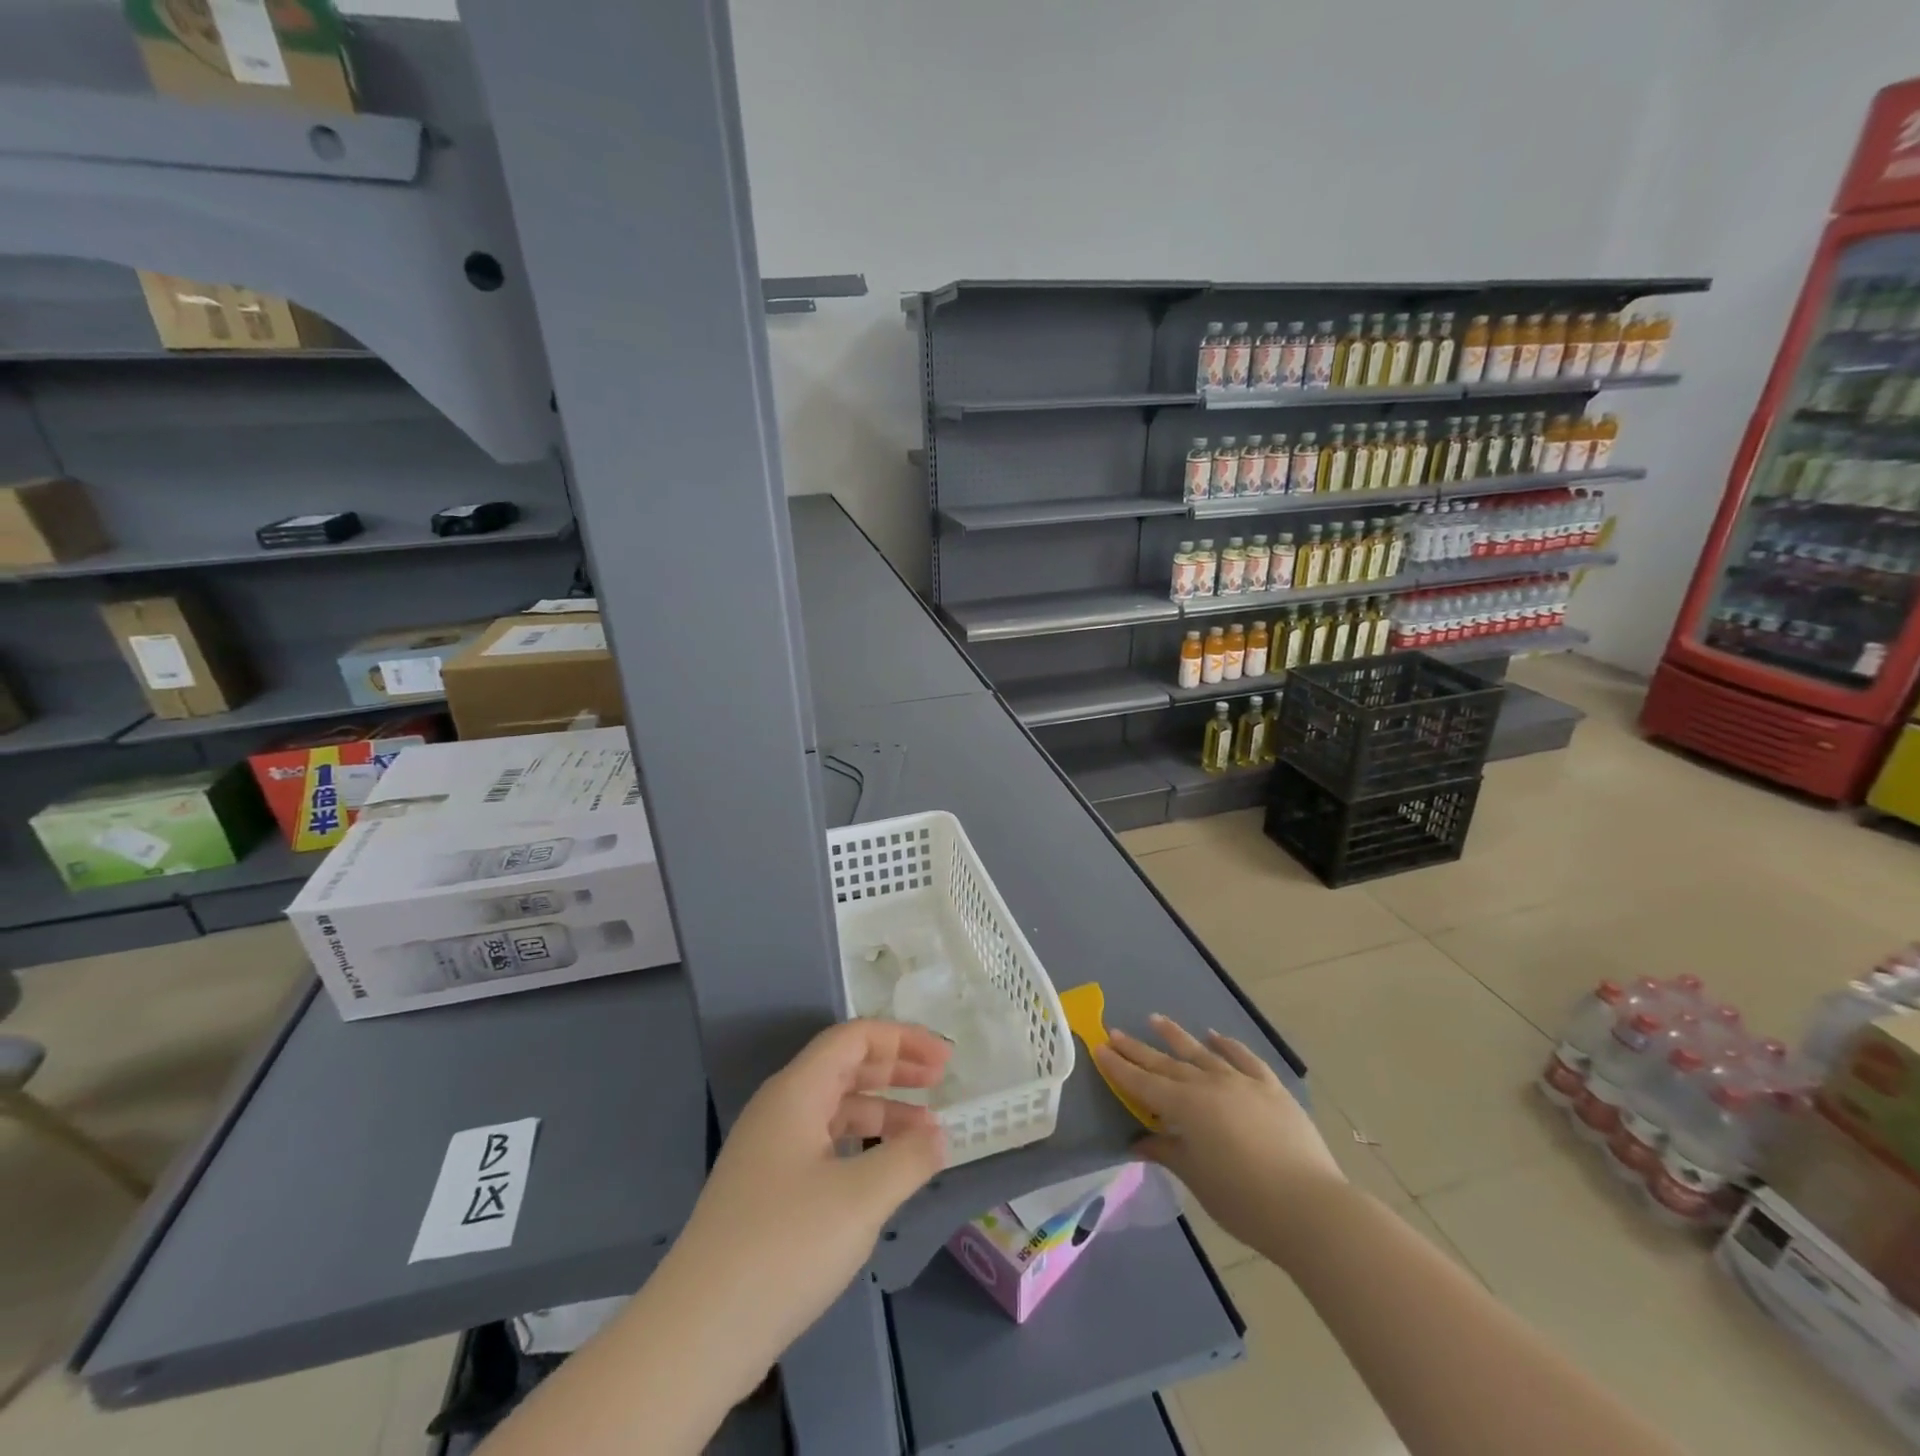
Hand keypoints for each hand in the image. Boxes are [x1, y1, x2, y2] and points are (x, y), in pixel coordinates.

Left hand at [668, 1020, 949, 1384]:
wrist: (698, 1332)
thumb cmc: (785, 1246)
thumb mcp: (861, 1198)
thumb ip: (909, 1158)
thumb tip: (939, 1135)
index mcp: (796, 1092)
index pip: (854, 1038)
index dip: (903, 1040)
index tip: (945, 1059)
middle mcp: (780, 1109)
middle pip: (845, 1068)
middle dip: (896, 1069)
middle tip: (941, 1082)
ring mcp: (770, 1151)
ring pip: (836, 1110)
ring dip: (883, 1113)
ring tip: (927, 1135)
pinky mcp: (767, 1191)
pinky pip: (825, 1146)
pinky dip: (862, 1147)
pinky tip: (885, 1174)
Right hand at [1094, 1014, 1343, 1264]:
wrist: (1311, 1208)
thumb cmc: (1245, 1201)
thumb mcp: (1197, 1178)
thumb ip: (1167, 1152)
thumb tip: (1139, 1141)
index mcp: (1186, 1107)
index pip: (1143, 1084)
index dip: (1119, 1067)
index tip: (1099, 1048)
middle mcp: (1210, 1085)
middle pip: (1167, 1064)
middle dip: (1138, 1050)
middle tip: (1115, 1031)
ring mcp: (1243, 1083)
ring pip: (1202, 1053)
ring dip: (1177, 1037)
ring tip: (1156, 1020)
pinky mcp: (1272, 1089)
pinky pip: (1245, 1059)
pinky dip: (1228, 1046)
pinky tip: (1216, 1037)